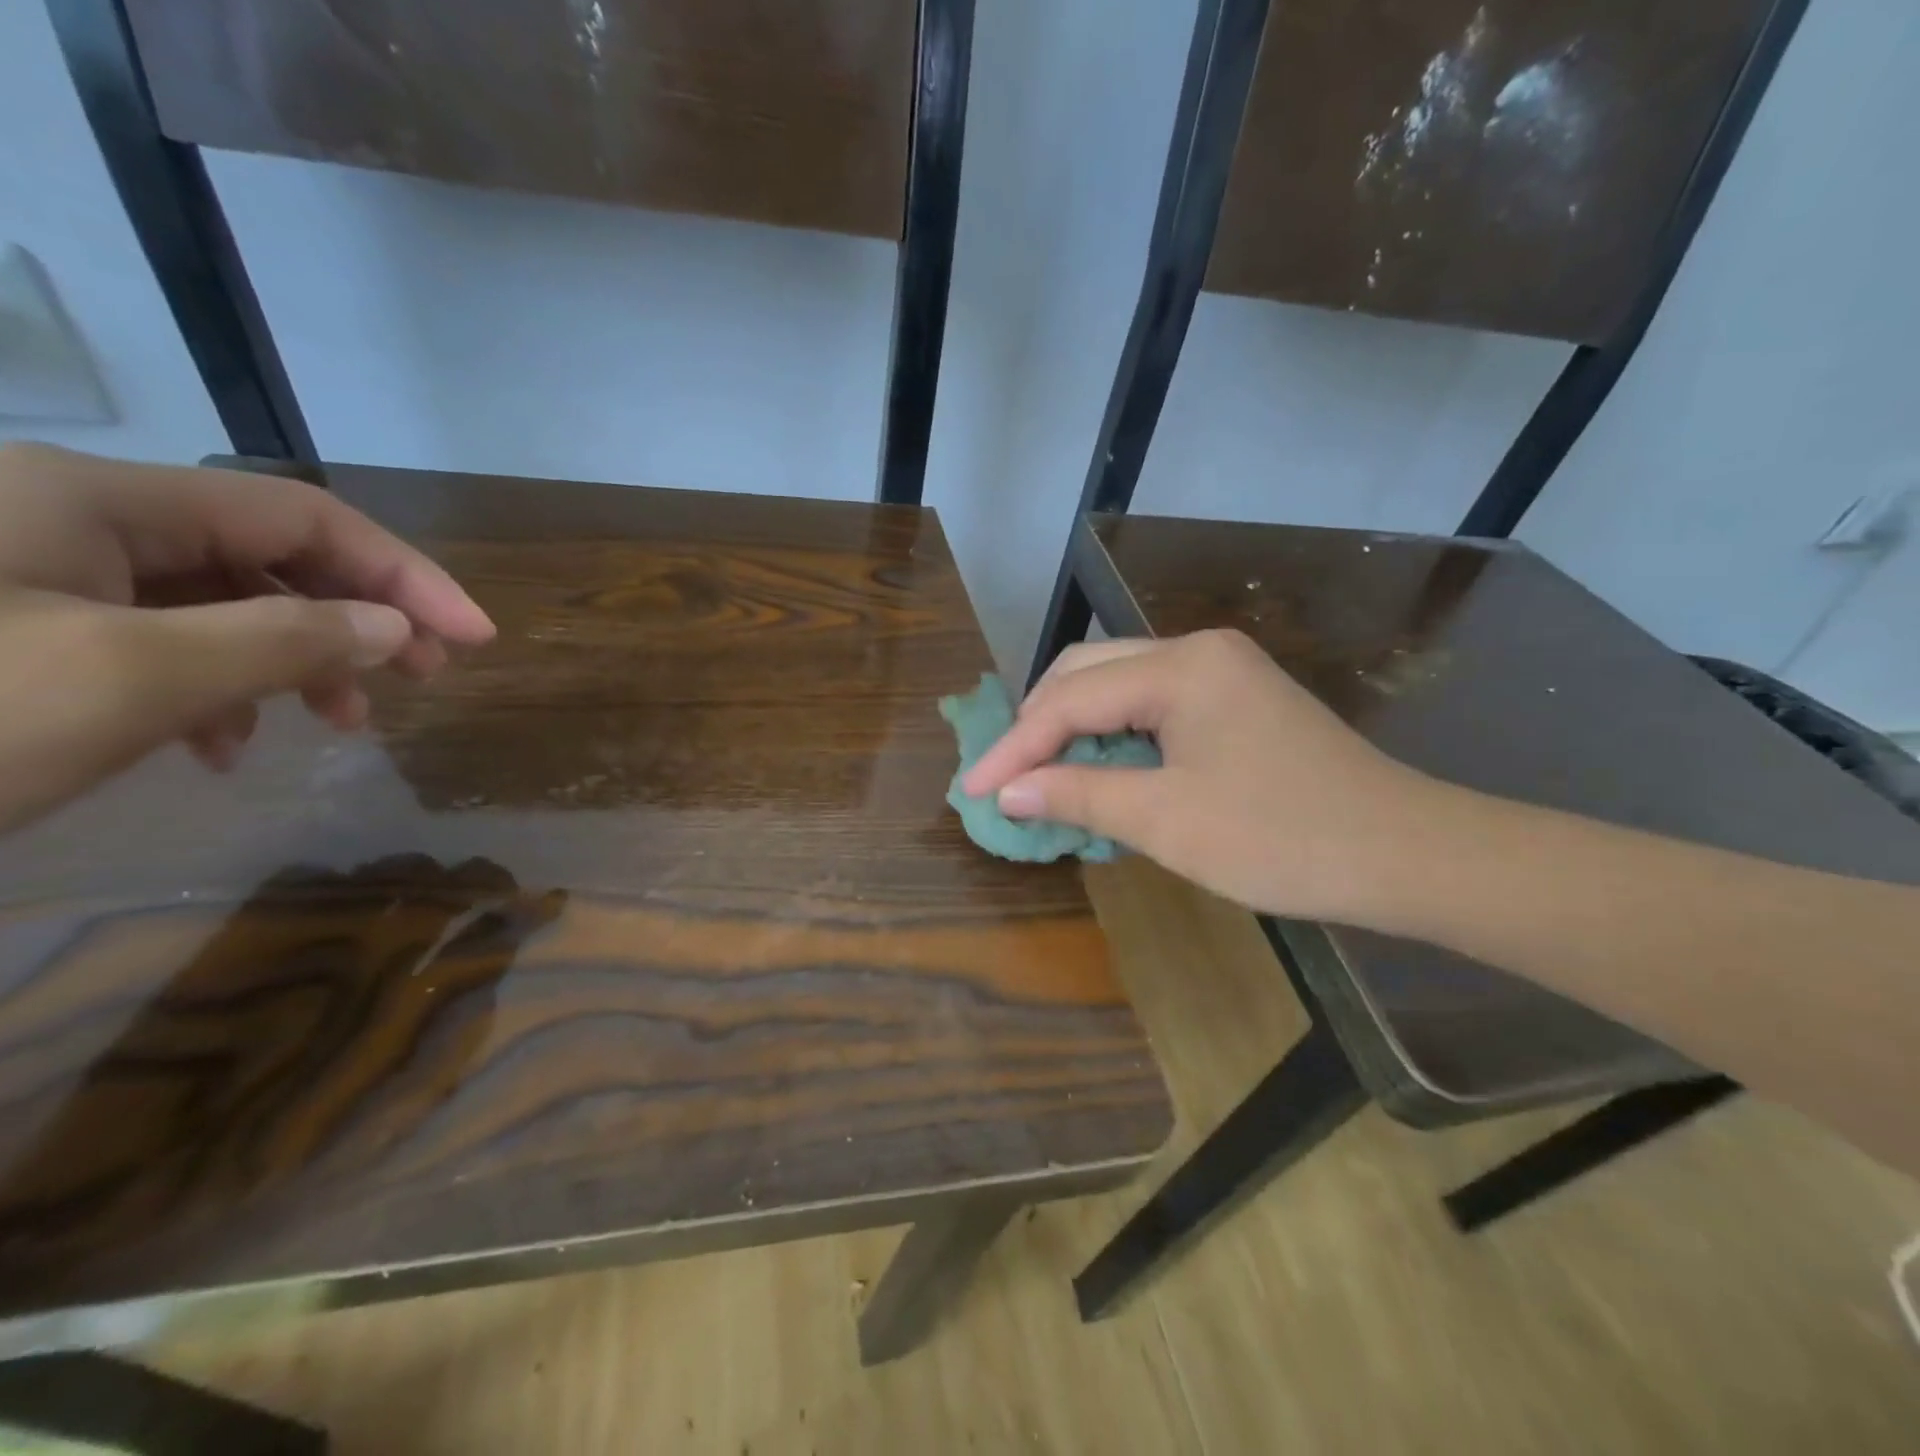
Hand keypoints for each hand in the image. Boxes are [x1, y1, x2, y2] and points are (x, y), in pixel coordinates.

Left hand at [0, 443, 494, 830]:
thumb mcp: (133, 679)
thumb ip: (288, 640)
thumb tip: (398, 628)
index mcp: (95, 500)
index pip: (305, 517)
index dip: (407, 575)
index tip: (477, 638)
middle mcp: (68, 517)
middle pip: (267, 555)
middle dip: (359, 617)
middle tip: (426, 680)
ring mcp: (32, 574)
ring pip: (218, 602)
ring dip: (296, 659)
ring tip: (336, 725)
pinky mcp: (15, 630)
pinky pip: (156, 639)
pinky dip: (217, 686)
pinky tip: (222, 741)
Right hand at [962, 630, 1441, 921]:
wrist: (1407, 855)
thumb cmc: (1282, 838)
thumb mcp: (1166, 821)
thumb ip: (1078, 795)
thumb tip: (1007, 792)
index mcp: (1181, 666)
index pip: (1071, 699)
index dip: (1016, 748)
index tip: (973, 790)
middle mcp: (1197, 650)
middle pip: (1088, 672)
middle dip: (1038, 724)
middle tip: (1005, 777)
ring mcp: (1222, 671)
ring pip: (1118, 684)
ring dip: (1073, 727)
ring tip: (1040, 774)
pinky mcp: (1236, 699)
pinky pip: (1152, 703)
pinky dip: (1114, 734)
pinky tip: (1098, 768)